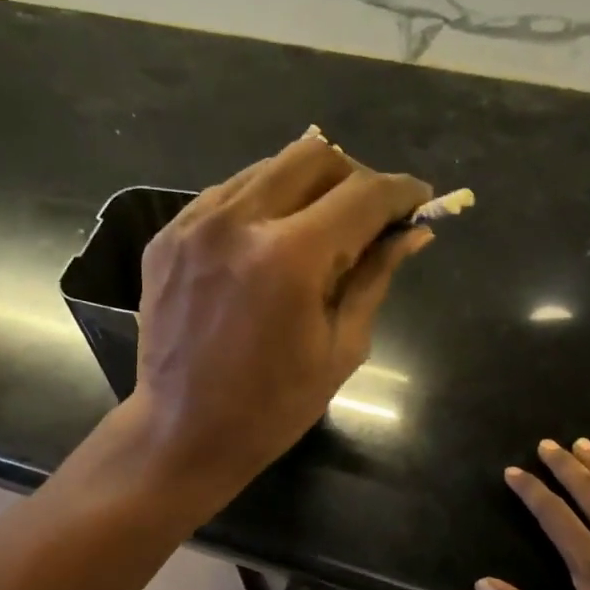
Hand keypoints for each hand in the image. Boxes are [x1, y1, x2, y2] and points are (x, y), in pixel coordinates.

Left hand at [131, 135, 431, 501]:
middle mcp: (238, 221)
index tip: (420, 200)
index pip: (363, 195)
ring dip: (307, 187)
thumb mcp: (341, 348)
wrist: (183, 432)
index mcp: (290, 258)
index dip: (401, 192)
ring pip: (268, 167)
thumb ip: (375, 278)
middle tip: (369, 216)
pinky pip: (228, 194)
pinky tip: (270, 241)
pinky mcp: (168, 236)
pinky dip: (262, 204)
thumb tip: (413, 232)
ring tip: (320, 229)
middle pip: (315, 157)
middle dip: (354, 178)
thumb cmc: (273, 407)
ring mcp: (194, 223)